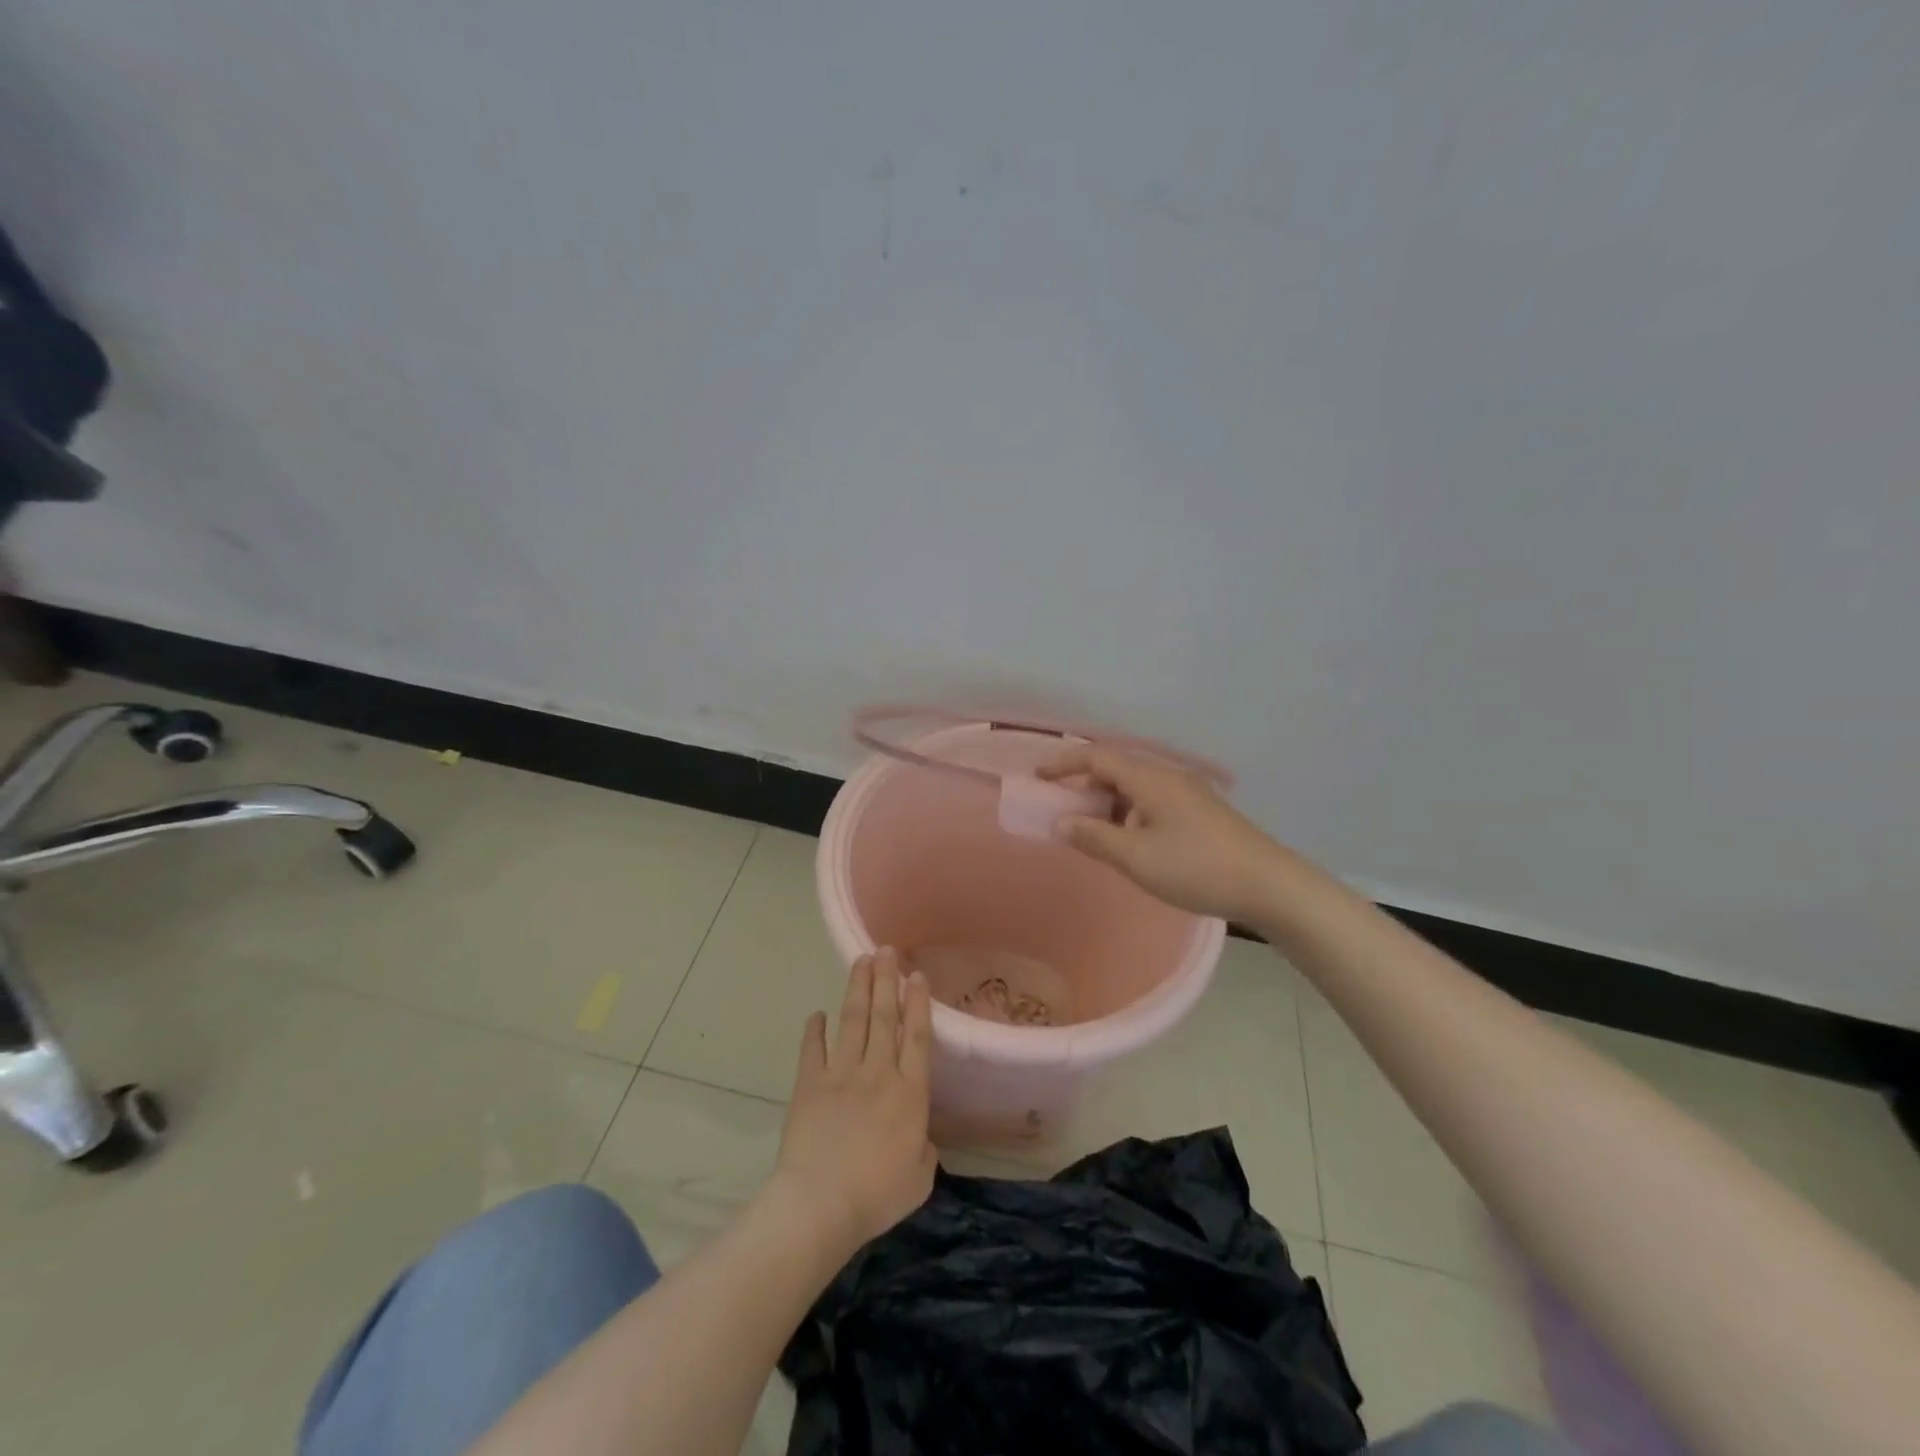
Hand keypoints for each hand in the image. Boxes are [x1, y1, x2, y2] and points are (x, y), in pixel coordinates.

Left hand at [772, 948, 937, 1258]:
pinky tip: (816, 1014)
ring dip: (857, 989)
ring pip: (852, 1021)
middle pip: (884, 1016)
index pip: (917, 1036)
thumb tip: (919, 1138)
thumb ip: (924, 1150)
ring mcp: (841, 1074)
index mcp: (909, 1093)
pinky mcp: (809, 1084)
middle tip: (887, 950)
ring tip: (861, 961)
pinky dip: (814, 1030)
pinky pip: (812, 1049)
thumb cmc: (876, 1195)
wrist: (820, 1204)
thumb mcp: (919, 1179)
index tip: (916, 975)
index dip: (918, 1003)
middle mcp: (878, 1072)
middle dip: (886, 980)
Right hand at [1038, 744, 1289, 924]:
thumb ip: (1094, 837)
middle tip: (1061, 809)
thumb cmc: (1197, 868)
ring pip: (1134, 786)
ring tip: (1091, 831)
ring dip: (1107, 802)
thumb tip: (1062, 822)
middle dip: (1083, 785)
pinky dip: (1128, 813)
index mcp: (1149, 779)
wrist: (1269, 885)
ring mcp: (1187, 793)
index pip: (1096, 757)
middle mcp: (1167, 776)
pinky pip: (1151, 801)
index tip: (1037, 776)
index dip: (1063, 763)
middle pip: (1115, 768)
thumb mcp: (1137, 858)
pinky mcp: (1199, 811)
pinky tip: (1129, 841)